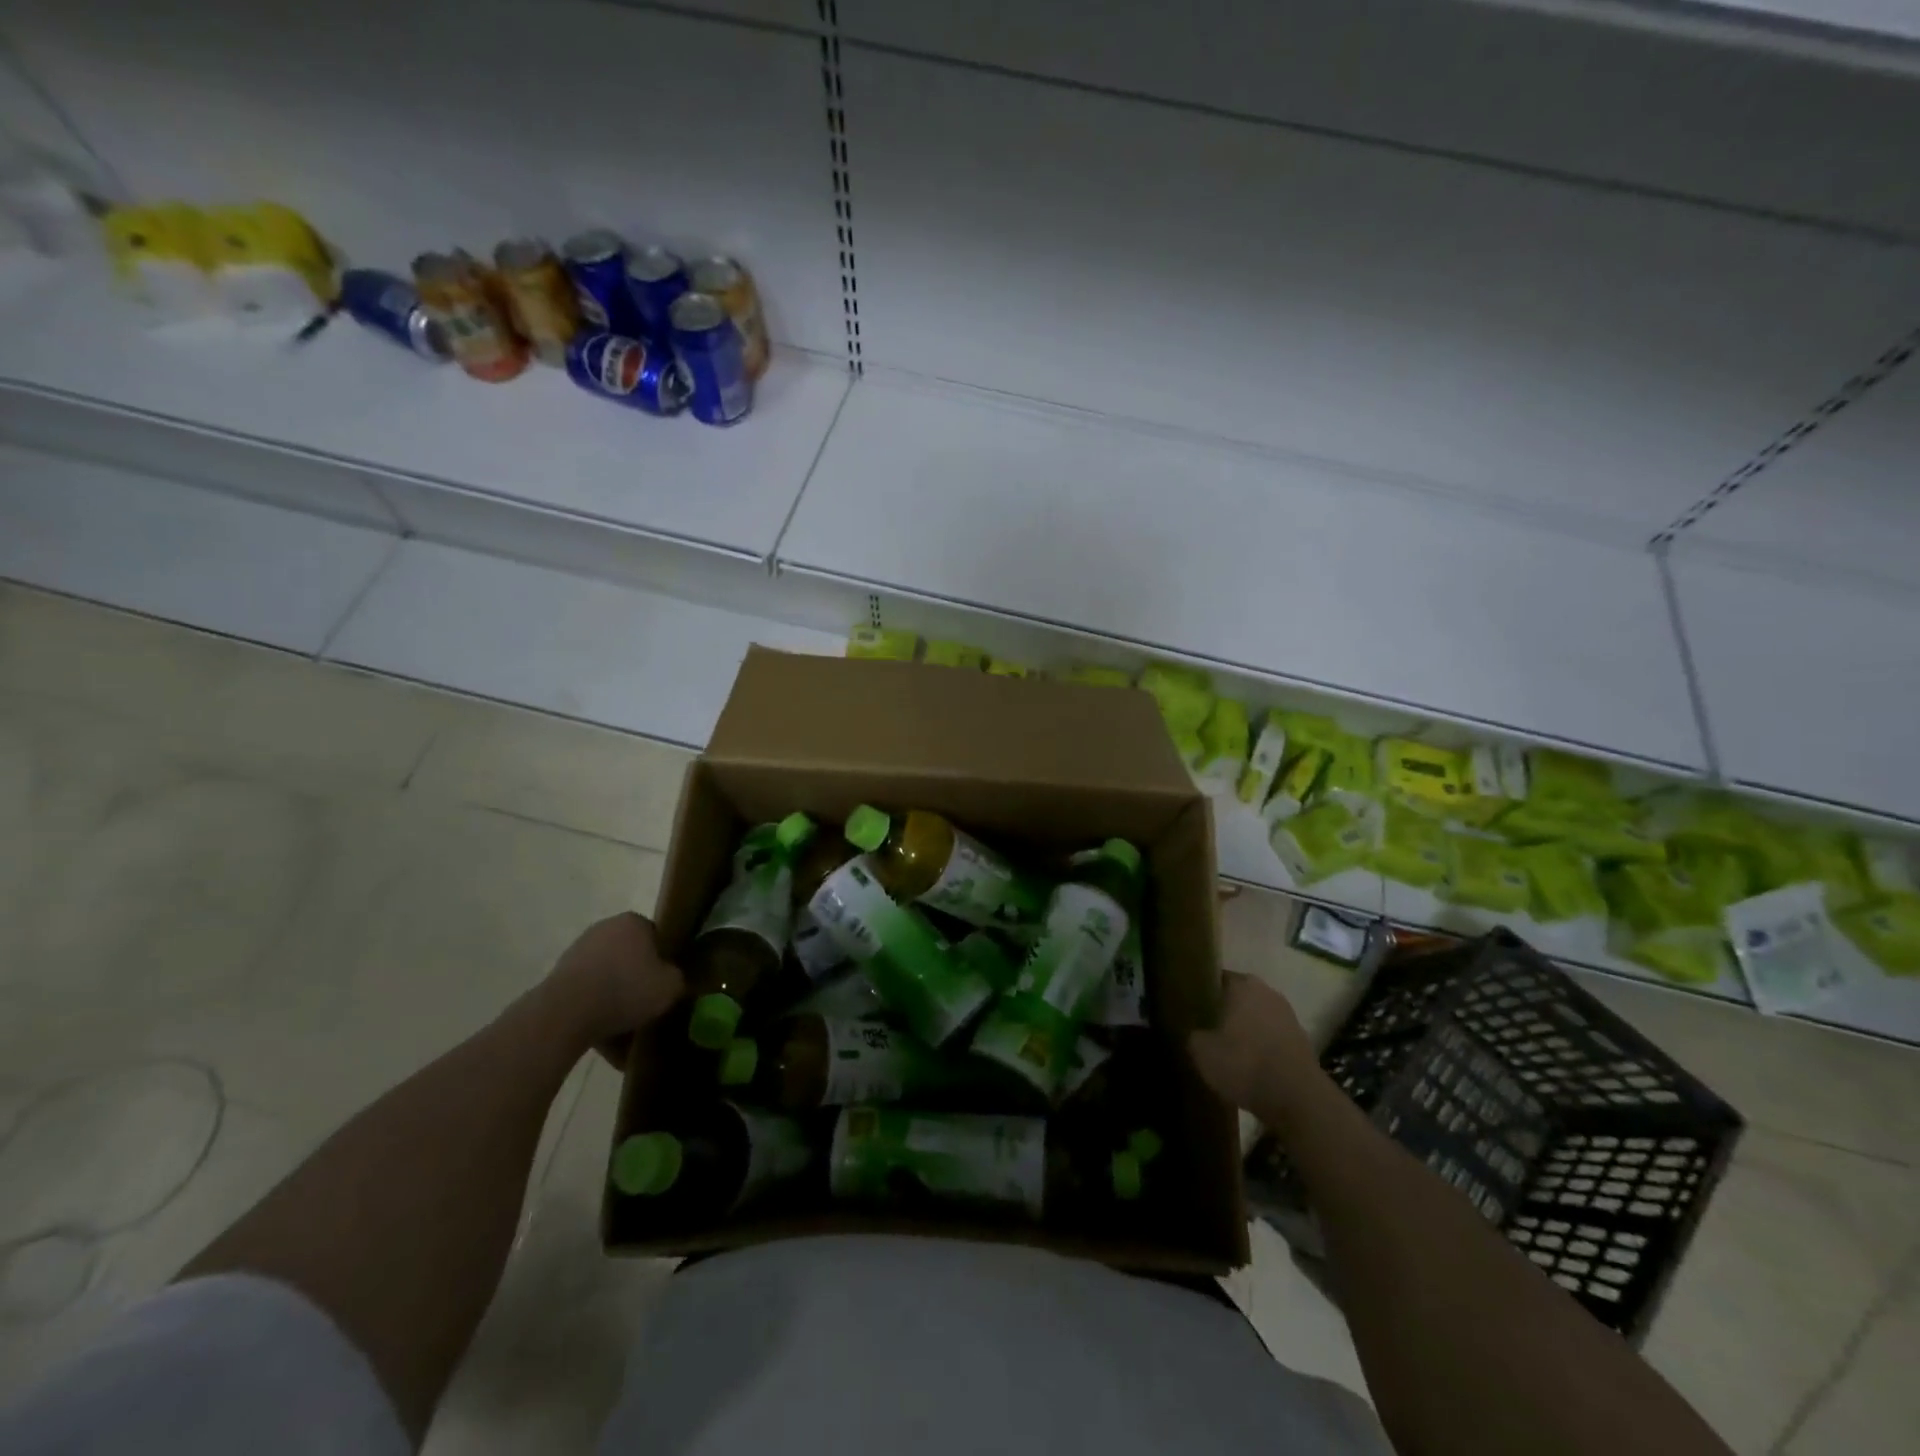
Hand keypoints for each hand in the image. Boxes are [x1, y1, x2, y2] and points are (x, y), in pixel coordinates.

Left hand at [547, 912, 684, 1064]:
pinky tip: (601, 1030)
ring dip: (615, 994)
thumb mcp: (670, 987)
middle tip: (646, 1003)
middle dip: (637, 977)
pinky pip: (587, 991)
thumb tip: (672, 979)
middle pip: (630, 955)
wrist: (566, 1013)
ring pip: (608, 974)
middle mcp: (605, 927)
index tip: (665, 983)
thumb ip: (678, 978)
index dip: (664, 961)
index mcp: (634, 921)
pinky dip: (594, 1007)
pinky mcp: (558, 975)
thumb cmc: (625, 990)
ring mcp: (578, 950)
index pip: (657, 937)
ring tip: (623, 1024)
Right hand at [1188, 972, 1324, 1127]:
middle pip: (1239, 997)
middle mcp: (1268, 992)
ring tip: (1227, 1051)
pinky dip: (1262, 1047)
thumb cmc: (1244, 1064)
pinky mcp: (1302, 1042)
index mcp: (1243, 984)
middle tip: (1206, 1029)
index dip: (1203, 992)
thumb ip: (1193, 1035)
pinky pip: (1272, 1038)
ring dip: (1245, 1030)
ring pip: (1257, 1017)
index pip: (1217, 978)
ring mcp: (1289, 1016)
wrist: (1298, 1100)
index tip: (1191, 1008)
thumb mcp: (1202, 1052)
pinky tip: (1250, 1066)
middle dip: (1224, 1011)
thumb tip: (1195, 1034)